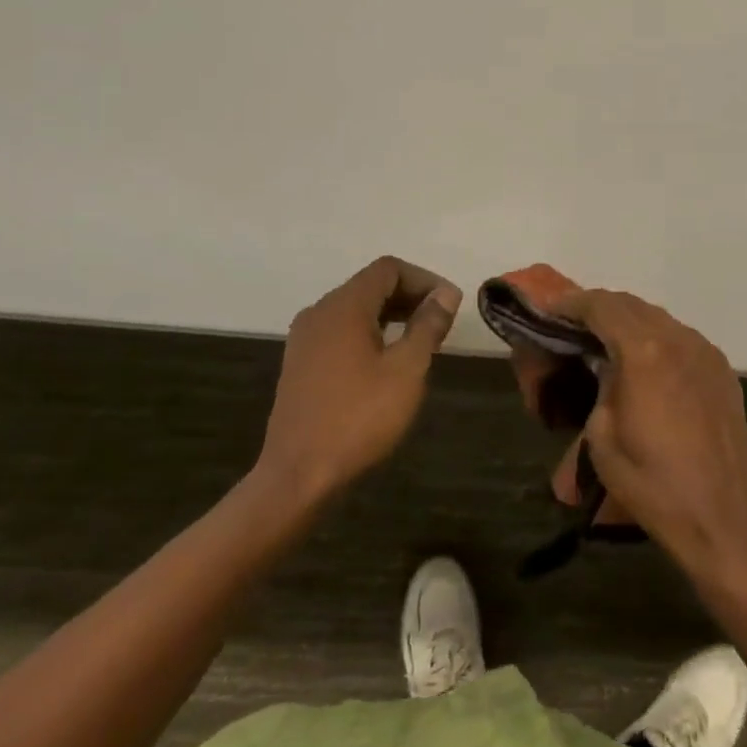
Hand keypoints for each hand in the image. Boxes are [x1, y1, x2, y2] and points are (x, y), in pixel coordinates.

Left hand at [256, 257, 461, 504]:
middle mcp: (320, 312)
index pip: (388, 269)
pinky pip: (341, 331)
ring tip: (421, 340)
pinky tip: (387, 361)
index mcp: (344, 306)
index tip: (450, 304)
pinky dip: (370, 332)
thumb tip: (446, 293)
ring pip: (355, 309)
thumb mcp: (406, 370)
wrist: (297, 477)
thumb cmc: (358, 418)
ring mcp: (305, 338)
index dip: (424, 279)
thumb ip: (428, 325)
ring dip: (391, 315)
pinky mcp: (300, 363)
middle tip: (441, 321)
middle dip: (410, 295)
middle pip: (371, 285)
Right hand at [550, 289, 746, 572]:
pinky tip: (645, 362)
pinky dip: (655, 337)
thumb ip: (600, 383)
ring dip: (628, 321)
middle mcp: (677, 338)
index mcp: (643, 351)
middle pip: (630, 304)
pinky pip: (680, 337)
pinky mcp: (720, 368)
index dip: (572, 303)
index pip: (601, 306)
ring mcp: (704, 350)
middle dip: (599, 308)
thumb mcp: (602, 434)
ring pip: (658, 317)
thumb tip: (604, 364)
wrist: (722, 518)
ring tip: (607, 341)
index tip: (551, 309)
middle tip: (574, 325)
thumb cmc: (652, 483)